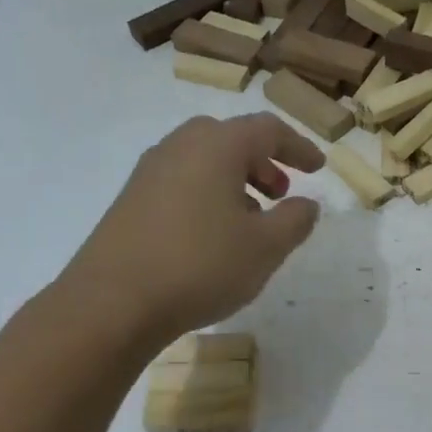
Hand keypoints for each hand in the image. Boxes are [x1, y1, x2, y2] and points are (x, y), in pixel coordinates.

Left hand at [62, 113, 324, 347]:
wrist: (113, 301)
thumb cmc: (201, 265)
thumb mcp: (266, 247)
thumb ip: (295, 220)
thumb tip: (307, 204)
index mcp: (217, 146)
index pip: (267, 130)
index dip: (298, 147)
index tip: (318, 168)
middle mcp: (180, 147)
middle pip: (230, 139)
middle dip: (262, 162)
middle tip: (280, 192)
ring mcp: (149, 173)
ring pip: (203, 162)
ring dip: (234, 182)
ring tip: (251, 220)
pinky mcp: (130, 201)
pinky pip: (181, 183)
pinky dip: (207, 196)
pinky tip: (213, 236)